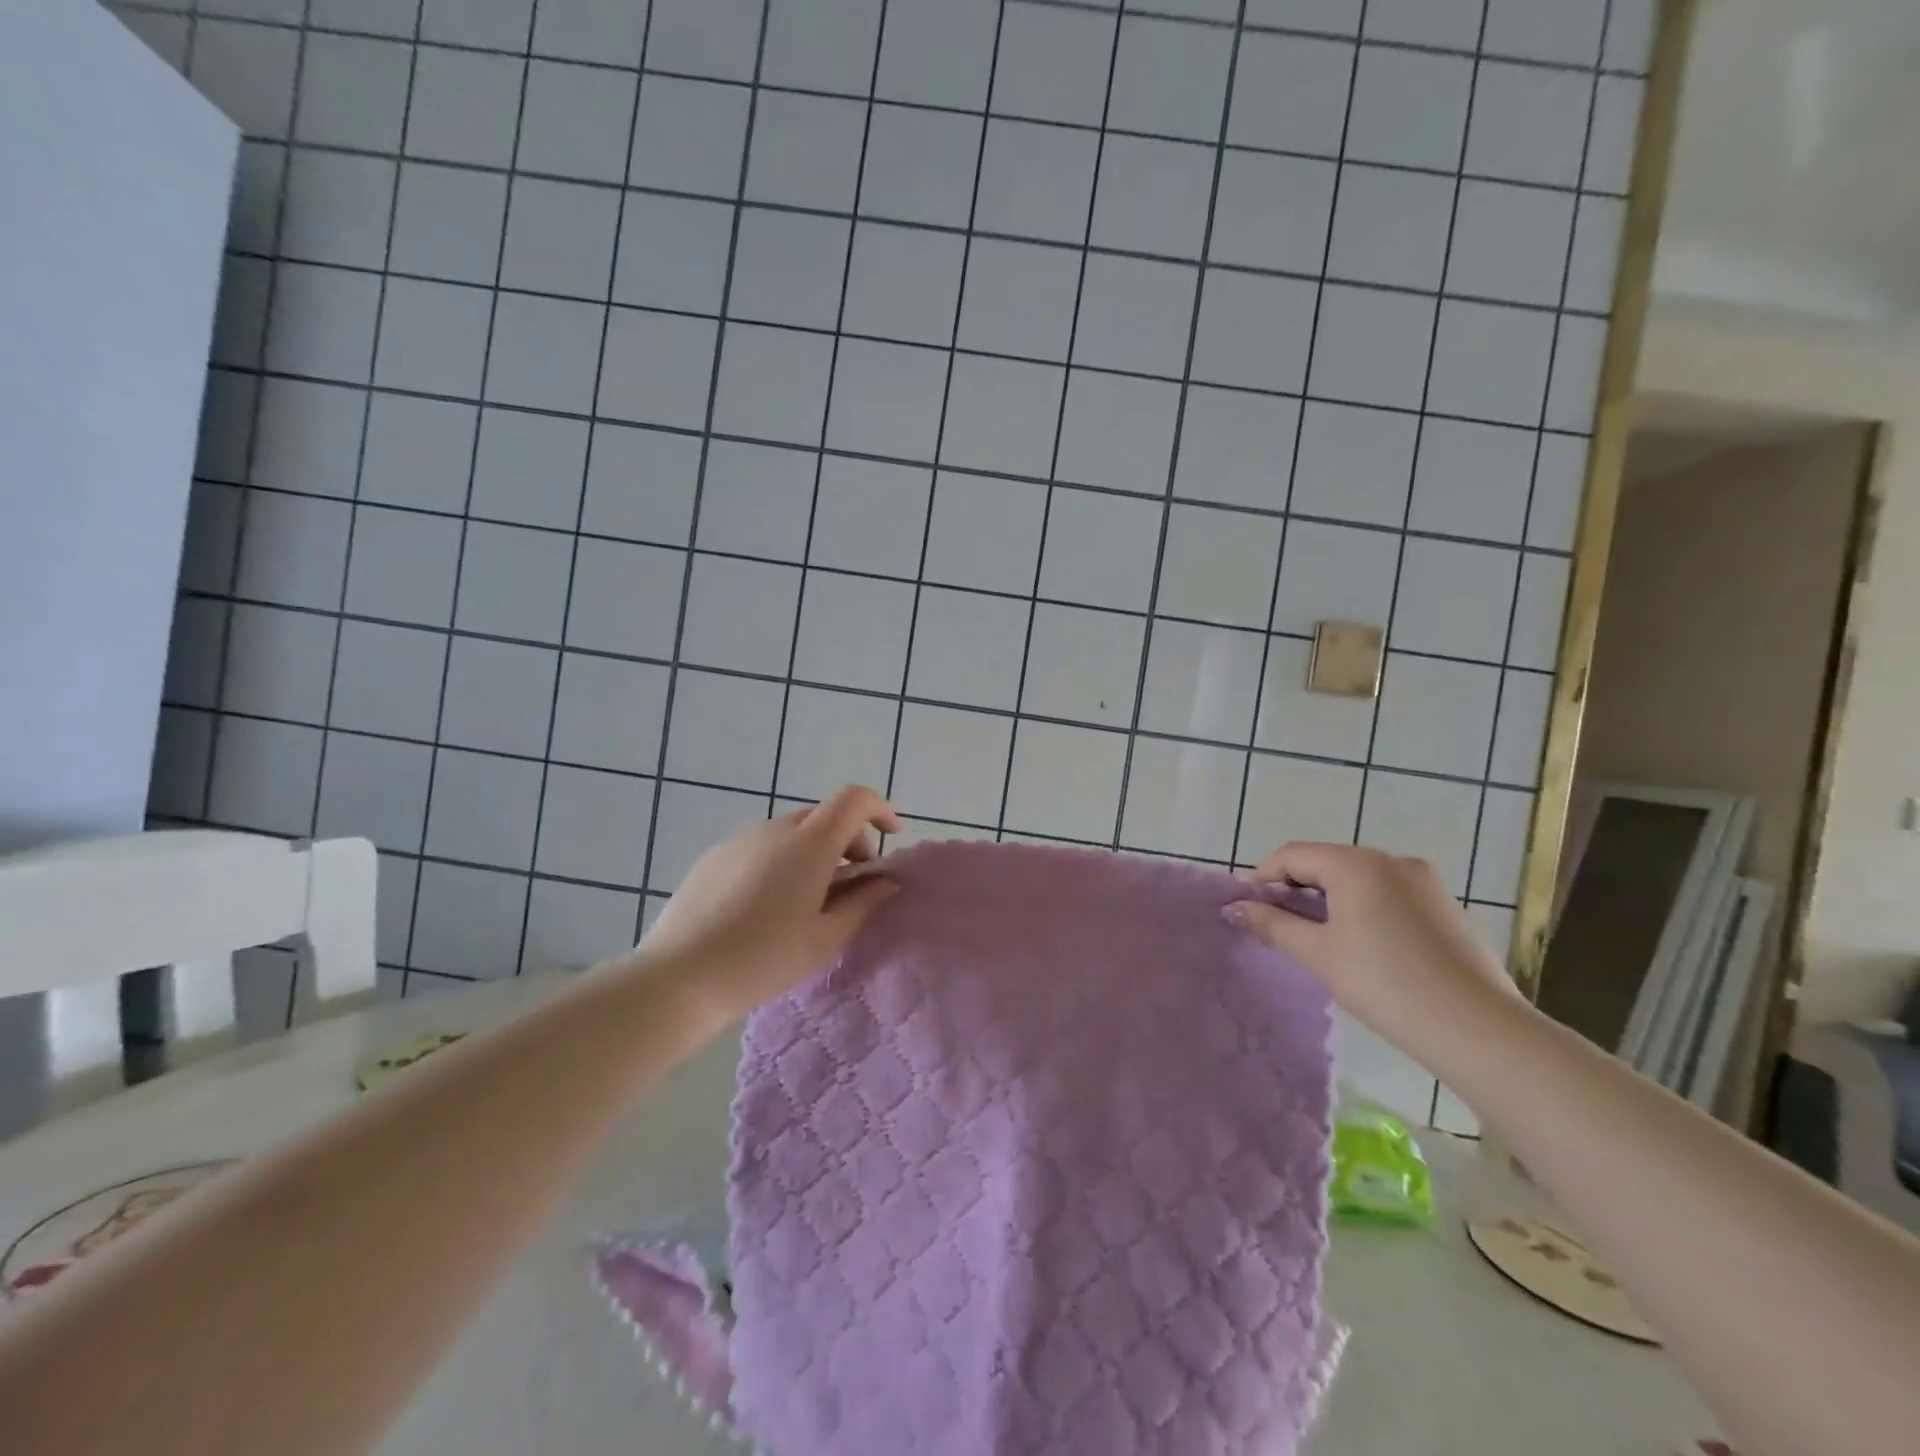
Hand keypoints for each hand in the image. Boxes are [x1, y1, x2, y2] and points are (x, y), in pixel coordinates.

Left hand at [638, 785, 900, 1024]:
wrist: (681, 976)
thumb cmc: (765, 958)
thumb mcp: (825, 938)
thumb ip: (863, 903)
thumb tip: (887, 883)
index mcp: (810, 843)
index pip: (855, 799)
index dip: (880, 809)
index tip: (892, 836)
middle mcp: (776, 828)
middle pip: (825, 815)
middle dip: (849, 840)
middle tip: (853, 884)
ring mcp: (741, 838)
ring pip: (792, 831)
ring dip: (814, 851)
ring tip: (809, 899)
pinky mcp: (715, 855)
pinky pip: (762, 845)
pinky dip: (782, 859)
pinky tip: (768, 904)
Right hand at [1225, 843, 1523, 1057]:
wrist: (1477, 1029)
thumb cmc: (1384, 983)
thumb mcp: (1317, 953)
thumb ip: (1272, 924)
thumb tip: (1234, 908)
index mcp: (1355, 862)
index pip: (1291, 855)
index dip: (1262, 879)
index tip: (1248, 910)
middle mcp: (1391, 859)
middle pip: (1326, 863)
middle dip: (1296, 890)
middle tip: (1278, 928)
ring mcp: (1424, 881)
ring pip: (1358, 879)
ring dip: (1329, 901)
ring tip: (1318, 941)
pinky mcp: (1445, 905)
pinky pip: (1388, 895)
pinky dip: (1363, 909)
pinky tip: (1363, 948)